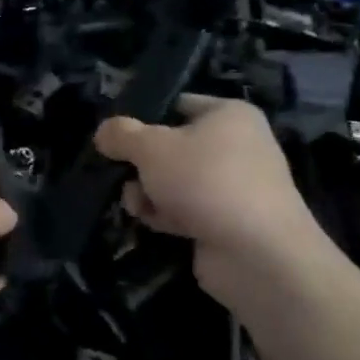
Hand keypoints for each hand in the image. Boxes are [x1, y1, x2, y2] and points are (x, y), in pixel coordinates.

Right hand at [95, 95, 324, 305]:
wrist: (256, 254)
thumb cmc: (204, 181)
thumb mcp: (150, 147)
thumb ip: (121, 134)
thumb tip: (103, 132)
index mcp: (230, 115)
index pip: (177, 105)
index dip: (143, 117)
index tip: (114, 135)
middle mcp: (238, 146)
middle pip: (171, 146)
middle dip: (141, 163)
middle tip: (119, 172)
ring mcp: (234, 186)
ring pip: (174, 180)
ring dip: (148, 192)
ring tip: (136, 203)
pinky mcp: (228, 221)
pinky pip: (186, 209)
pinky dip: (166, 214)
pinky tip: (152, 222)